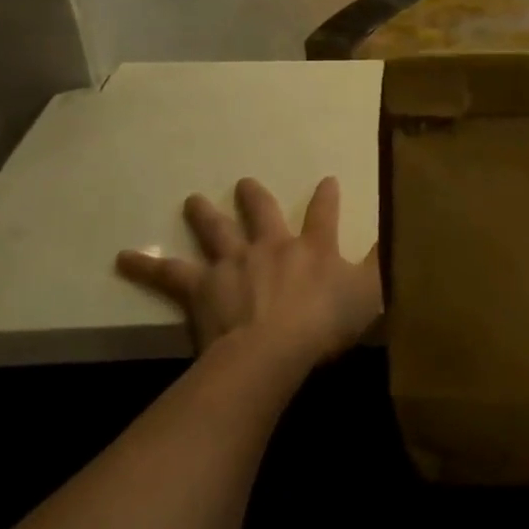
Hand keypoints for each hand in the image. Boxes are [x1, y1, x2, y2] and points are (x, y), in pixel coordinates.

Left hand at [116, 177, 381, 367]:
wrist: (273, 350)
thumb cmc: (326, 323)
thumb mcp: (372, 292)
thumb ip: (387, 262)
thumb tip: (405, 231)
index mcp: (313, 246)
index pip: (324, 213)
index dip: (327, 196)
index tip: (326, 178)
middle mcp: (272, 245)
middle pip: (261, 213)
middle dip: (254, 197)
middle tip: (243, 183)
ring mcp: (233, 263)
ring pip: (217, 232)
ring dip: (206, 215)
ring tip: (193, 200)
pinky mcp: (201, 288)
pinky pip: (169, 275)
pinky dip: (146, 266)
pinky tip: (123, 257)